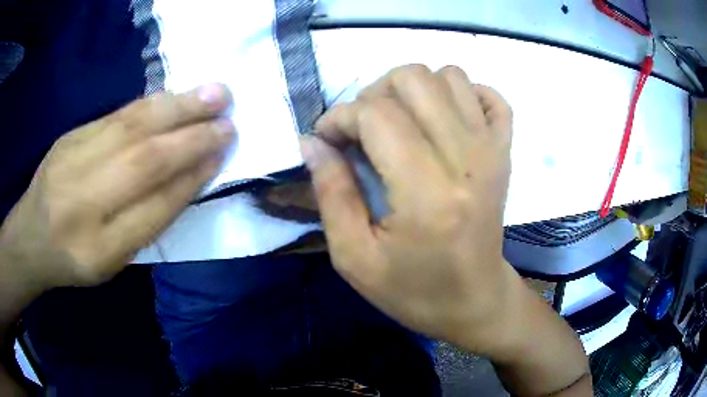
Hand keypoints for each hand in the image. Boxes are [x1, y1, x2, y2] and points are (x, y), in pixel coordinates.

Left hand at [0, 84, 234, 287]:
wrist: (31, 236)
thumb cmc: (75, 258)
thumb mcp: (112, 261)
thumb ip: (146, 223)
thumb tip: (188, 177)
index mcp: (99, 251)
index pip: (154, 208)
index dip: (191, 179)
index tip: (221, 156)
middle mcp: (84, 203)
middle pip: (143, 162)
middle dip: (191, 139)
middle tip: (228, 120)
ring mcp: (72, 161)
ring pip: (132, 128)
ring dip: (178, 108)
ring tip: (214, 94)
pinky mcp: (70, 135)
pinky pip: (117, 115)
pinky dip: (152, 104)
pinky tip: (175, 97)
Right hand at [302, 65, 513, 351]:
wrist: (476, 301)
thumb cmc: (415, 291)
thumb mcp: (355, 257)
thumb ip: (331, 193)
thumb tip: (312, 141)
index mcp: (427, 194)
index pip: (376, 115)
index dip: (340, 117)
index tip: (327, 139)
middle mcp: (466, 159)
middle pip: (413, 79)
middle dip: (374, 95)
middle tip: (363, 131)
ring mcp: (492, 150)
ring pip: (448, 75)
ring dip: (414, 91)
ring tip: (400, 124)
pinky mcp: (505, 151)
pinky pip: (490, 95)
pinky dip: (463, 94)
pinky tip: (444, 120)